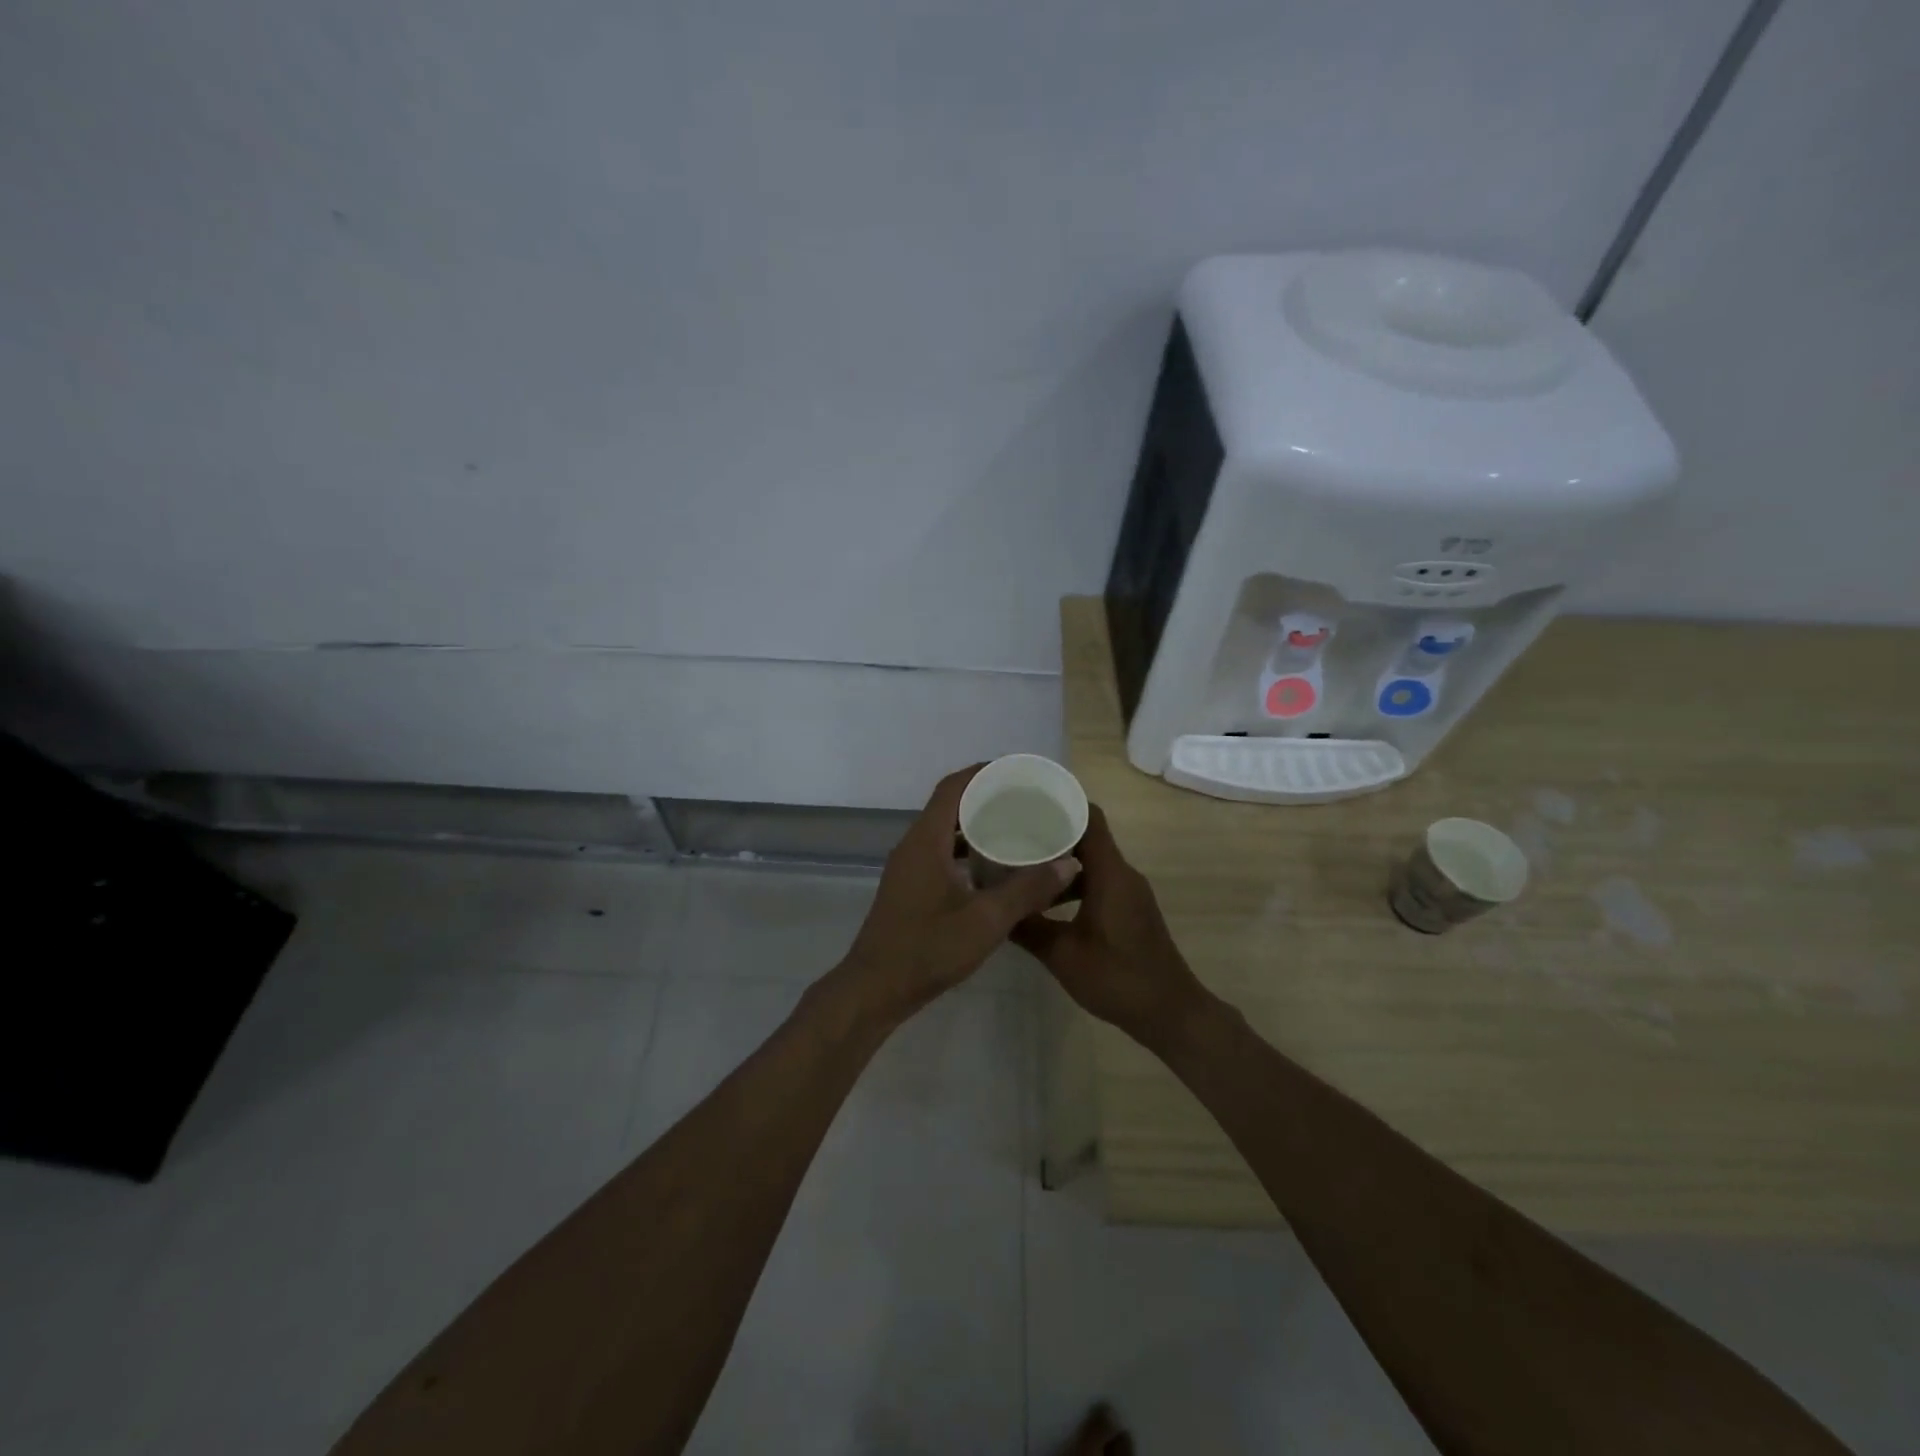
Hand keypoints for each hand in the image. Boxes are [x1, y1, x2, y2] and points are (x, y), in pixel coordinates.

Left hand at [834, 765, 1078, 1026]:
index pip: (953, 787)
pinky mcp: (909, 887)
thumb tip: (1068, 863)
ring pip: (944, 831)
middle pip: (949, 805)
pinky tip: (993, 867)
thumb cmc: (928, 950)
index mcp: (926, 841)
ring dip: (975, 824)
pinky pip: (940, 852)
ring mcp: (908, 868)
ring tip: (1015, 827)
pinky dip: (966, 849)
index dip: (983, 772)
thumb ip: (1027, 890)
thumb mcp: (986, 921)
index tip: (1017, 771)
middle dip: (985, 796)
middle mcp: (913, 846)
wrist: (875, 989)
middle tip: (1025, 800)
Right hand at [1011, 804, 1211, 1050]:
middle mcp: (1123, 874)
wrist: (1169, 1012)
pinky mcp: (1130, 910)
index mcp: (1110, 873)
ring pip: (1092, 862)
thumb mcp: (1062, 954)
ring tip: (1022, 866)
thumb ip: (1027, 927)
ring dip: (1061, 862)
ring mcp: (1129, 892)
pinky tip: (1046, 902)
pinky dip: (1073, 883)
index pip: (1089, 817)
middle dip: (1052, 832)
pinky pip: (1099, 881)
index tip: (1026, 803)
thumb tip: (994, 908)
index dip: (1060, 804)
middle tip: (1012, 834)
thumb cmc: (1117, 977)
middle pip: (1087, 836)